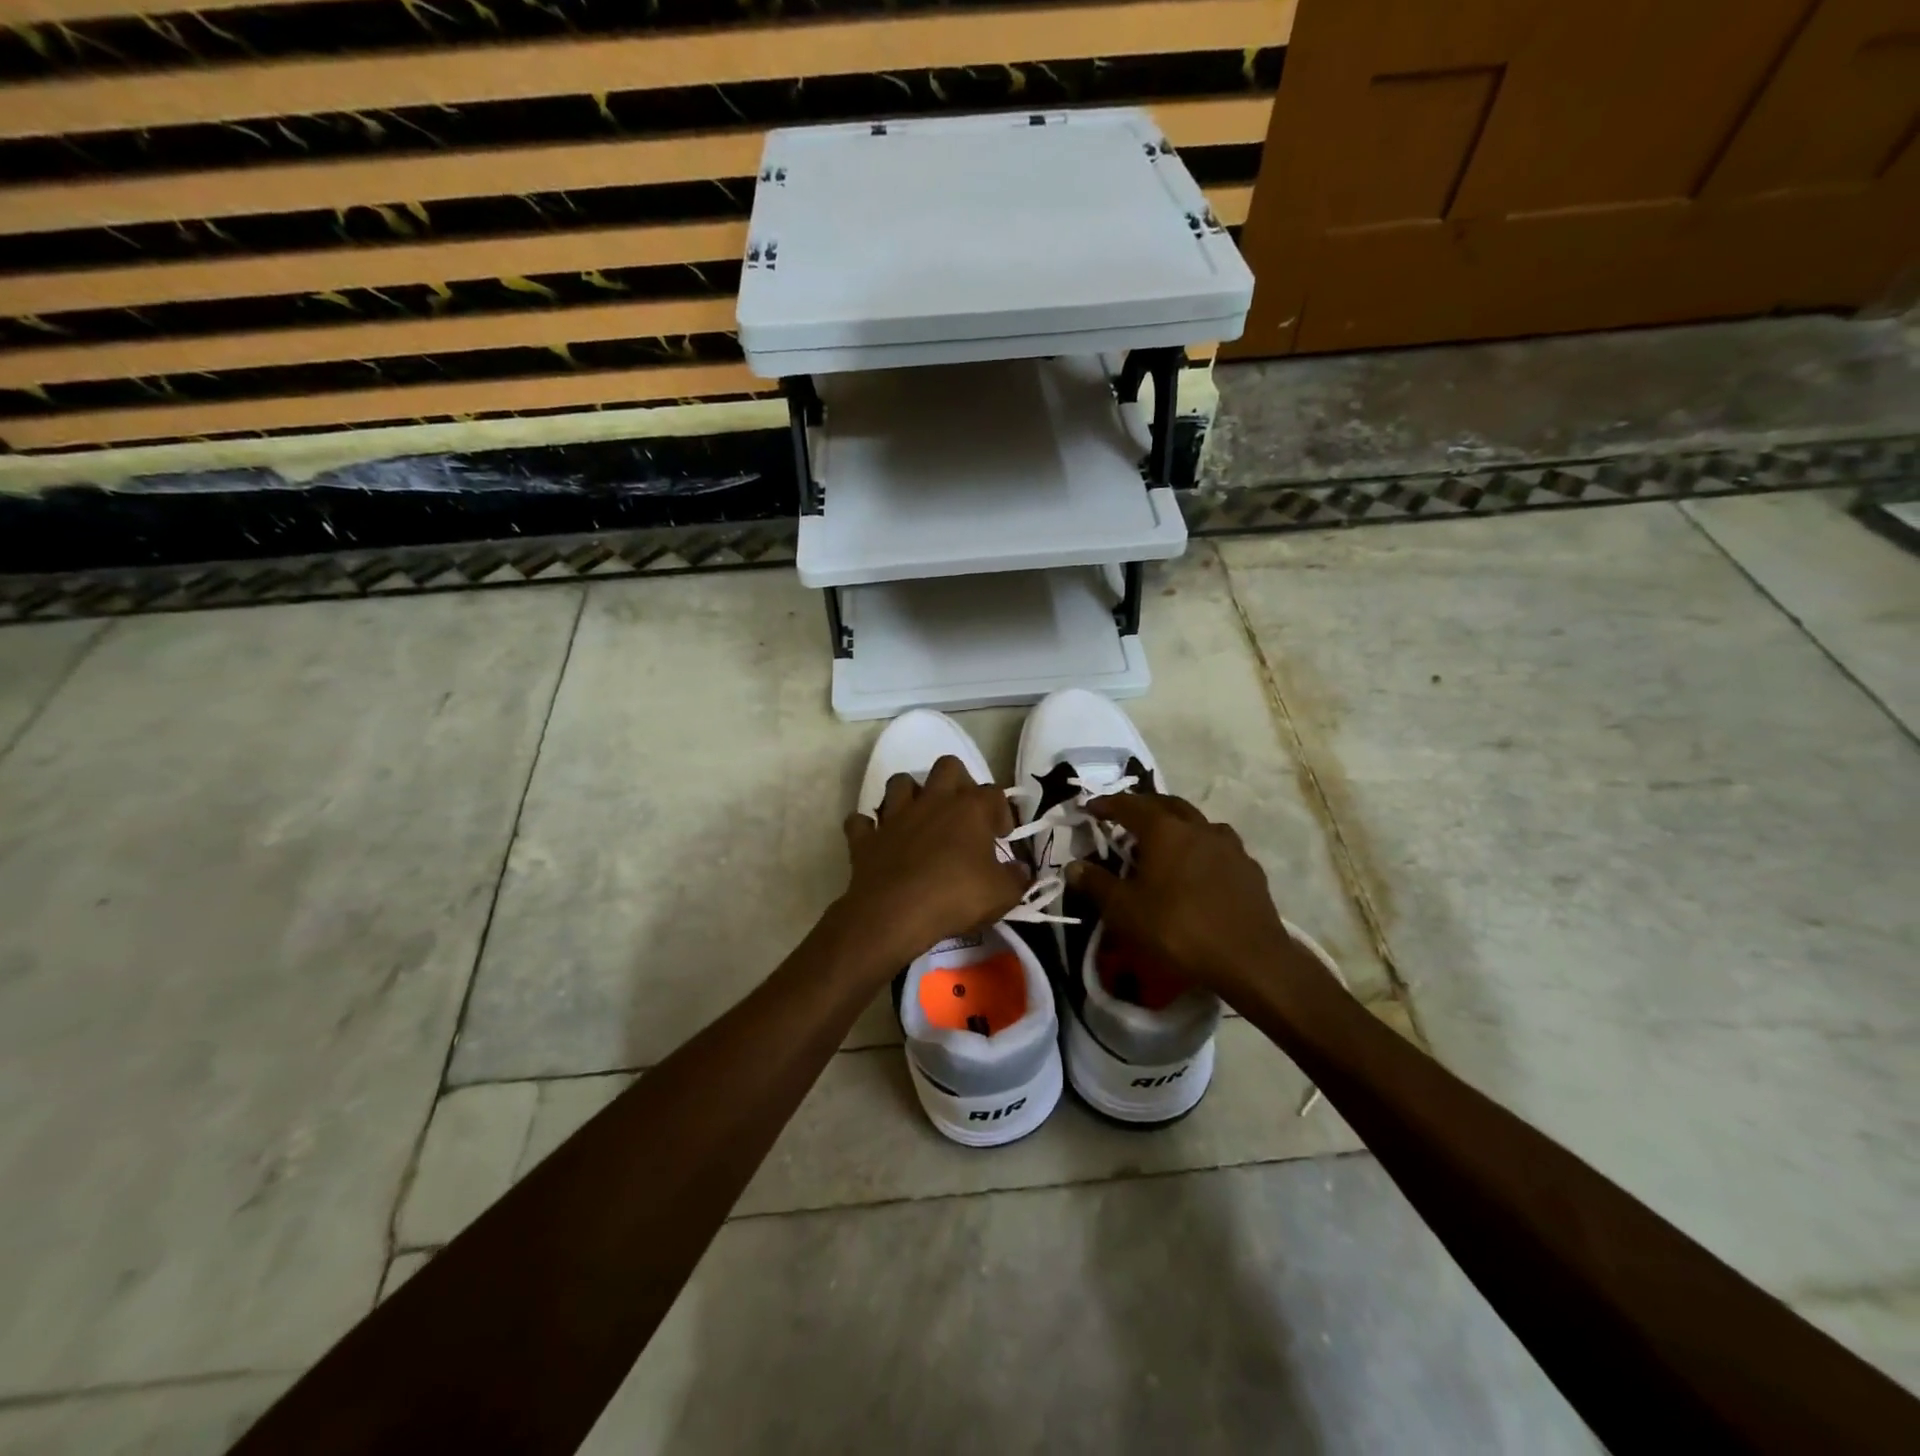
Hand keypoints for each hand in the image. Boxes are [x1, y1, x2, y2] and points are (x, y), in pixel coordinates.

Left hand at [840, 756, 1028, 969]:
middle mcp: (932, 801)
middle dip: (957, 781)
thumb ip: (1016, 878)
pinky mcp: (866, 838)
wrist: (894, 914)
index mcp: (969, 808)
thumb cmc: (955, 897)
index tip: (1002, 836)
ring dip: (909, 794)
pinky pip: (860, 822)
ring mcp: (895, 816)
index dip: (1002, 812)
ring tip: (919, 817)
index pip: (994, 793)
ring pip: (899, 782)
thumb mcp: (1002, 895)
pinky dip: (868, 828)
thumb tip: (1021, 870)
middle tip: (963, 812)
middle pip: (947, 767)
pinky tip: (877, 840)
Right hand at [1070, 793, 1334, 1003]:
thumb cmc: (1178, 929)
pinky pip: (1219, 846)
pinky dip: (1201, 847)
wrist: (1250, 959)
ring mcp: (1229, 845)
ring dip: (1176, 825)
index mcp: (1165, 830)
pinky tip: (1199, 868)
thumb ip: (1096, 884)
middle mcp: (1198, 827)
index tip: (1091, 809)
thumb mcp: (1125, 911)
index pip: (1129, 805)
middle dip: (1143, 807)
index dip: (1107, 804)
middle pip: (1167, 804)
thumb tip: (1074, 866)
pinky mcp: (1249, 867)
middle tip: (1126, 820)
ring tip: (1165, 842)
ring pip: (1197, 822)